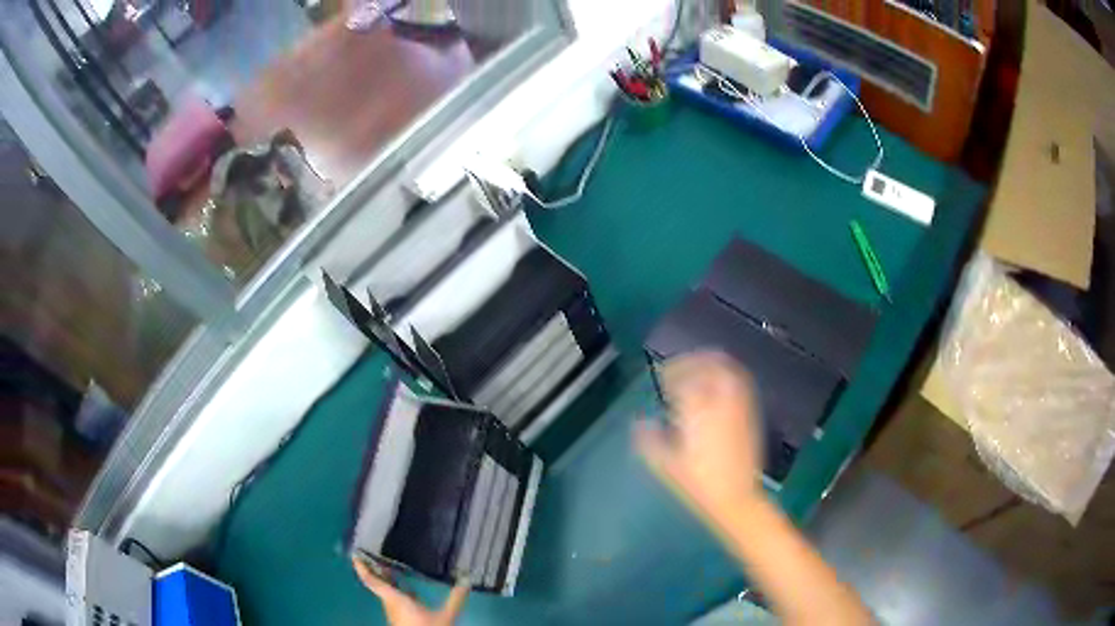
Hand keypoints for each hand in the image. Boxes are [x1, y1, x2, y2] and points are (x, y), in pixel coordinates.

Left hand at [353, 557, 469, 625]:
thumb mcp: (446, 616)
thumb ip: (455, 599)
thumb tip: (466, 580)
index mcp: (395, 600)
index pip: (372, 581)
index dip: (362, 568)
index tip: (355, 555)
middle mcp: (390, 604)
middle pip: (378, 585)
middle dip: (376, 570)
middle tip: (376, 554)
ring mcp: (393, 613)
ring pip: (385, 593)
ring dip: (386, 581)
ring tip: (390, 567)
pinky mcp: (399, 619)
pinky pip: (393, 600)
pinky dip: (395, 591)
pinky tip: (405, 589)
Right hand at [635, 352, 764, 521]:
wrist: (736, 499)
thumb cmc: (698, 485)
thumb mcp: (666, 466)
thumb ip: (649, 440)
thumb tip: (640, 422)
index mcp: (698, 412)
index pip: (685, 379)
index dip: (671, 373)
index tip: (661, 377)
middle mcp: (721, 403)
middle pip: (711, 366)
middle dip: (693, 360)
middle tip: (679, 367)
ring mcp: (740, 407)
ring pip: (729, 371)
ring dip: (712, 364)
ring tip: (699, 369)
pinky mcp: (751, 415)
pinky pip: (742, 384)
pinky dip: (729, 376)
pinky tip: (719, 386)